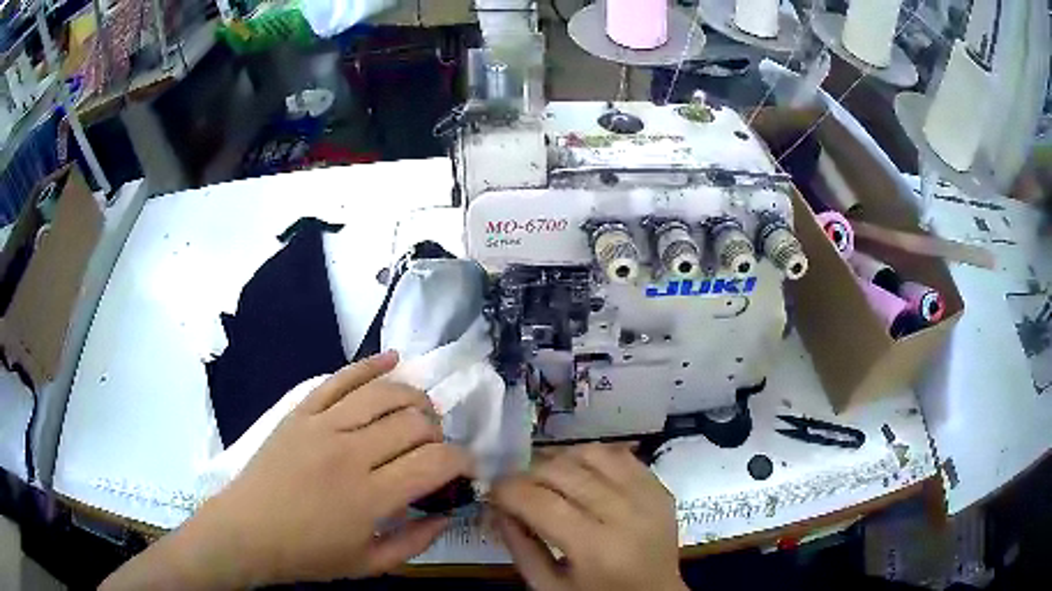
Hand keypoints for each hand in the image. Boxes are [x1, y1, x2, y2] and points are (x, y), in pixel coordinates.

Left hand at [102, 352, 473, 589]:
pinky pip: (340, 378)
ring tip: (423, 413)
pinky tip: (394, 358)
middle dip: (439, 432)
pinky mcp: (301, 411)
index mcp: (369, 497)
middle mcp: (349, 453)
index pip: (434, 463)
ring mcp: (321, 425)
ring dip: (414, 397)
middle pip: (414, 422)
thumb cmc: (308, 554)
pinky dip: (370, 364)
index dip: (462, 460)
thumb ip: (415, 541)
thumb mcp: (369, 564)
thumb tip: (447, 512)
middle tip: (438, 448)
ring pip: (383, 393)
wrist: (247, 530)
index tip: (466, 468)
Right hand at [492, 444, 685, 590]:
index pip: (539, 501)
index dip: (507, 489)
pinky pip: (620, 455)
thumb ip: (519, 546)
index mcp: (595, 547)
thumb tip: (497, 506)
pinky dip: (592, 457)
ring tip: (547, 479)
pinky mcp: (660, 489)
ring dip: (559, 460)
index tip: (492, 491)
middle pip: (563, 471)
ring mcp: (648, 496)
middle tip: (515, 488)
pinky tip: (580, 473)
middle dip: (528, 473)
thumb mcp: (548, 586)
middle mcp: (625, 514)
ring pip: (592, 453)